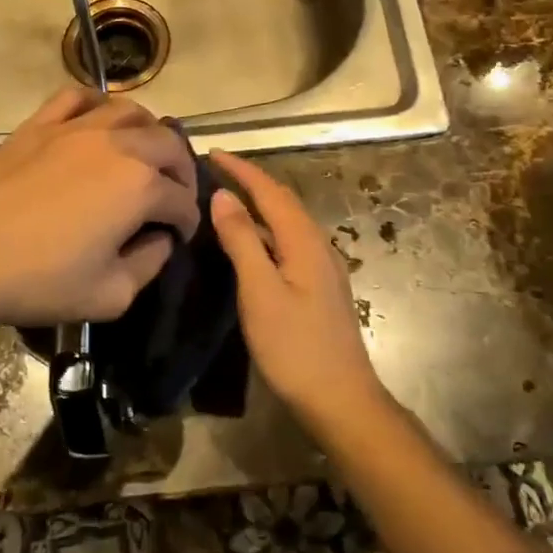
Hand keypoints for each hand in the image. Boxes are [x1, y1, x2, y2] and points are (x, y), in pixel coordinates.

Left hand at [0, 89, 200, 330]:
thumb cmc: (40, 281)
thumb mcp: (111, 295)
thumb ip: (149, 266)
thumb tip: (160, 240)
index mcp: (141, 186)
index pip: (181, 199)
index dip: (186, 221)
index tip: (178, 237)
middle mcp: (118, 145)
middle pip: (168, 144)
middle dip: (180, 170)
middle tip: (172, 194)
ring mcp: (77, 127)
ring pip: (129, 111)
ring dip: (147, 131)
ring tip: (143, 152)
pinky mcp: (40, 123)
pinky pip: (77, 97)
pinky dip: (97, 104)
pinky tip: (97, 120)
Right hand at [209, 151, 387, 431]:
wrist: (341, 400)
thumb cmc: (295, 347)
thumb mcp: (260, 291)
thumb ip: (242, 241)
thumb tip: (224, 196)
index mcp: (305, 240)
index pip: (270, 191)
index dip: (241, 169)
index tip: (212, 153)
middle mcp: (318, 245)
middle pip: (283, 201)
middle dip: (251, 181)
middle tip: (216, 171)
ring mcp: (322, 267)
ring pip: (287, 222)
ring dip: (259, 205)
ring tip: (227, 200)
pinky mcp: (320, 287)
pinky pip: (289, 242)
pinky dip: (266, 230)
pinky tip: (250, 245)